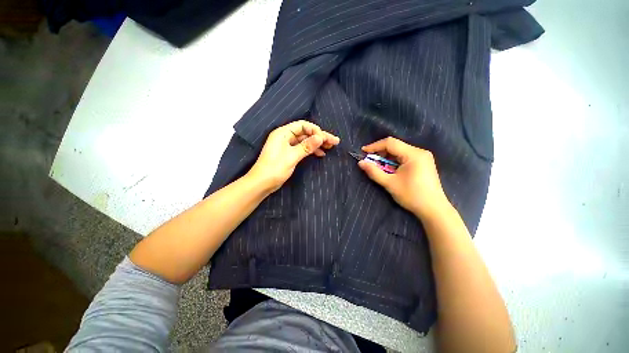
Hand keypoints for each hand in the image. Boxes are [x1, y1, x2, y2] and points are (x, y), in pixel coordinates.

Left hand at [248, 120, 339, 192]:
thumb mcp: (292, 157)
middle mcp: (285, 136)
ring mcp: (287, 145)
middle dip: (320, 137)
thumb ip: (306, 146)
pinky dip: (311, 150)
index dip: (315, 131)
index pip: (303, 126)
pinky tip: (320, 153)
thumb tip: (320, 137)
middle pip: (306, 133)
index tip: (325, 139)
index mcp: (283, 133)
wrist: (261, 183)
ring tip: (330, 147)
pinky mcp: (289, 153)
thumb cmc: (274, 169)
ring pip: (305, 141)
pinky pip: (303, 148)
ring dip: (317, 144)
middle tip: (334, 142)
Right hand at [358, 137, 450, 219]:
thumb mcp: (389, 183)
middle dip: (380, 152)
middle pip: (395, 146)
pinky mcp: (423, 163)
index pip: (390, 143)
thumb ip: (374, 171)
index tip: (363, 152)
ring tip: (378, 166)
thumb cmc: (411, 195)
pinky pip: (405, 157)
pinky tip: (390, 169)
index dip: (374, 146)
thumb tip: (360, 162)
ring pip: (400, 151)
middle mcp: (419, 152)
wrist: (433, 209)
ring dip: (387, 157)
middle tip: (370, 161)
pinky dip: (394, 161)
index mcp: (413, 154)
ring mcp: (423, 157)